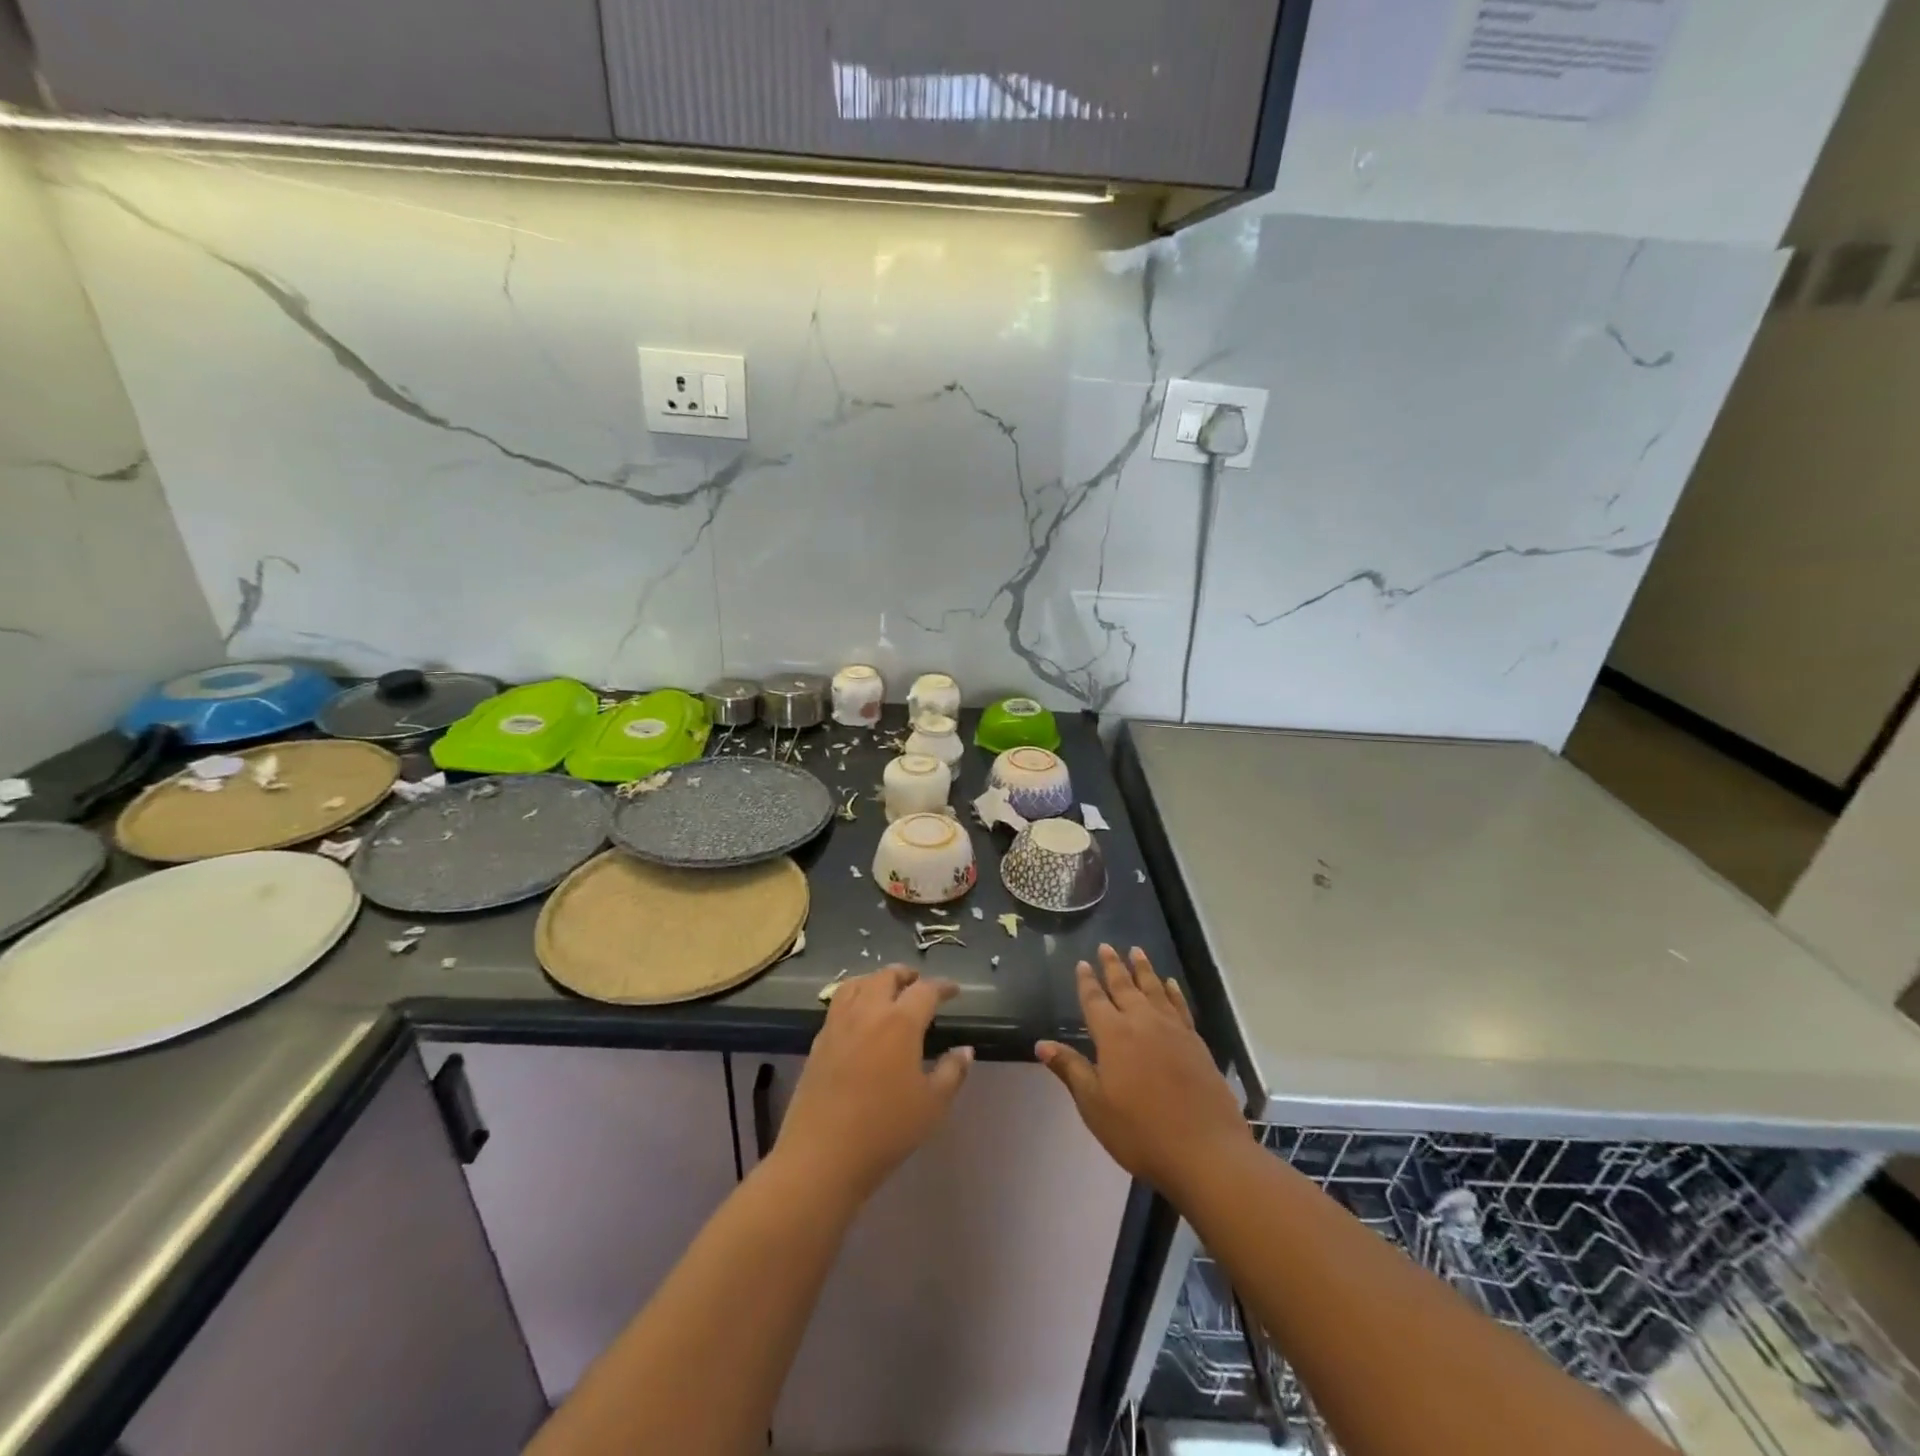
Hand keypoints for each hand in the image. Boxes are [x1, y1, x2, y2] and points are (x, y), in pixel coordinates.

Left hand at [775, 966, 973, 1202]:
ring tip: (886, 989)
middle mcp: (868, 1012)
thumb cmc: (885, 1130)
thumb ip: (952, 1073)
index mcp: (900, 1022)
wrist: (822, 1155)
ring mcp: (838, 1024)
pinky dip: (853, 996)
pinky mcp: (818, 1041)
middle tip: (918, 982)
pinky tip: (859, 1016)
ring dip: (876, 979)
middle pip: (886, 977)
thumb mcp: (932, 1106)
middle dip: (906, 975)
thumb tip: (965, 1050)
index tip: (954, 990)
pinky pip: (838, 1003)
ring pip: (857, 983)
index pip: (925, 990)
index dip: (943, 987)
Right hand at [1037, 944, 1249, 1197]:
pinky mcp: (1196, 1042)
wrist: (1205, 1151)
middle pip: (1125, 986)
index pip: (1095, 1000)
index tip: (1083, 963)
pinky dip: (1172, 991)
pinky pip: (1180, 1006)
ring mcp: (1173, 1030)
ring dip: (1143, 969)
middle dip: (1113, 966)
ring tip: (1136, 951)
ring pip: (1154, 989)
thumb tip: (1041, 1044)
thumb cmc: (1140, 1132)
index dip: (1087, 982)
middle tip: (1107, 946)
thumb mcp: (1095, 1105)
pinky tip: (1170, 984)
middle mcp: (1142, 1022)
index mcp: (1113, 1035)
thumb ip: (1070, 1069)